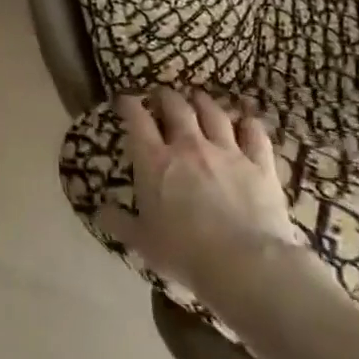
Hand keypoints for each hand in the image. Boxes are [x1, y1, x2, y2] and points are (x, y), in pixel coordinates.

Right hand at [97, 88, 303, 296]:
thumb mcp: (142, 241)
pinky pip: (254, 134)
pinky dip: (248, 124)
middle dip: (166, 97)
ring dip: (204, 102)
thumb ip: (119, 222)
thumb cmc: (184, 253)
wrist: (244, 263)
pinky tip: (246, 121)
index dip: (129, 105)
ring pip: (214, 113)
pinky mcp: (259, 164)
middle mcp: (189, 146)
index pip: (137, 120)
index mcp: (154, 161)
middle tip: (162, 96)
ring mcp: (227, 152)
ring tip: (199, 97)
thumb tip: (99, 212)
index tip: (125, 99)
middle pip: (176, 107)